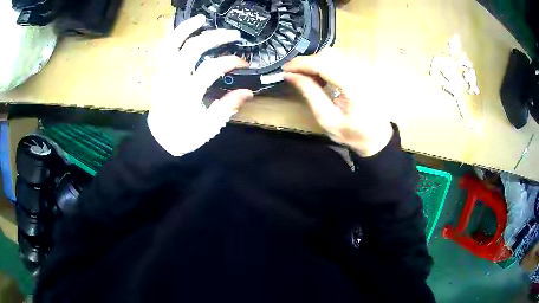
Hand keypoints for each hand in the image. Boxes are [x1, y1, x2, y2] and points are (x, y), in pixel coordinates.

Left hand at [148, 14, 252, 156]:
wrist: (158, 138)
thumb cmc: (183, 136)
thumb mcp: (207, 128)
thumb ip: (226, 108)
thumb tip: (248, 92)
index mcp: (186, 94)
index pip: (211, 68)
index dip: (230, 61)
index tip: (244, 64)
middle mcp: (173, 79)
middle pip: (193, 48)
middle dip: (216, 37)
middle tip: (234, 34)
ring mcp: (163, 73)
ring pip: (173, 43)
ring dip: (188, 28)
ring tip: (203, 19)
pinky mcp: (160, 72)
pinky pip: (166, 48)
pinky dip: (175, 35)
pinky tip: (186, 29)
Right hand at [283, 48, 392, 156]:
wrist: (378, 136)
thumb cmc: (353, 133)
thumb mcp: (327, 119)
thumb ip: (310, 93)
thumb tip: (290, 75)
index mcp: (353, 86)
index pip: (323, 64)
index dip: (301, 63)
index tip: (285, 69)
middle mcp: (360, 72)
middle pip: (328, 55)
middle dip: (307, 62)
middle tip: (294, 75)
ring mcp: (363, 69)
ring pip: (333, 54)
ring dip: (315, 63)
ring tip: (307, 78)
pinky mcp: (362, 70)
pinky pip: (339, 59)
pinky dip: (325, 64)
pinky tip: (321, 78)